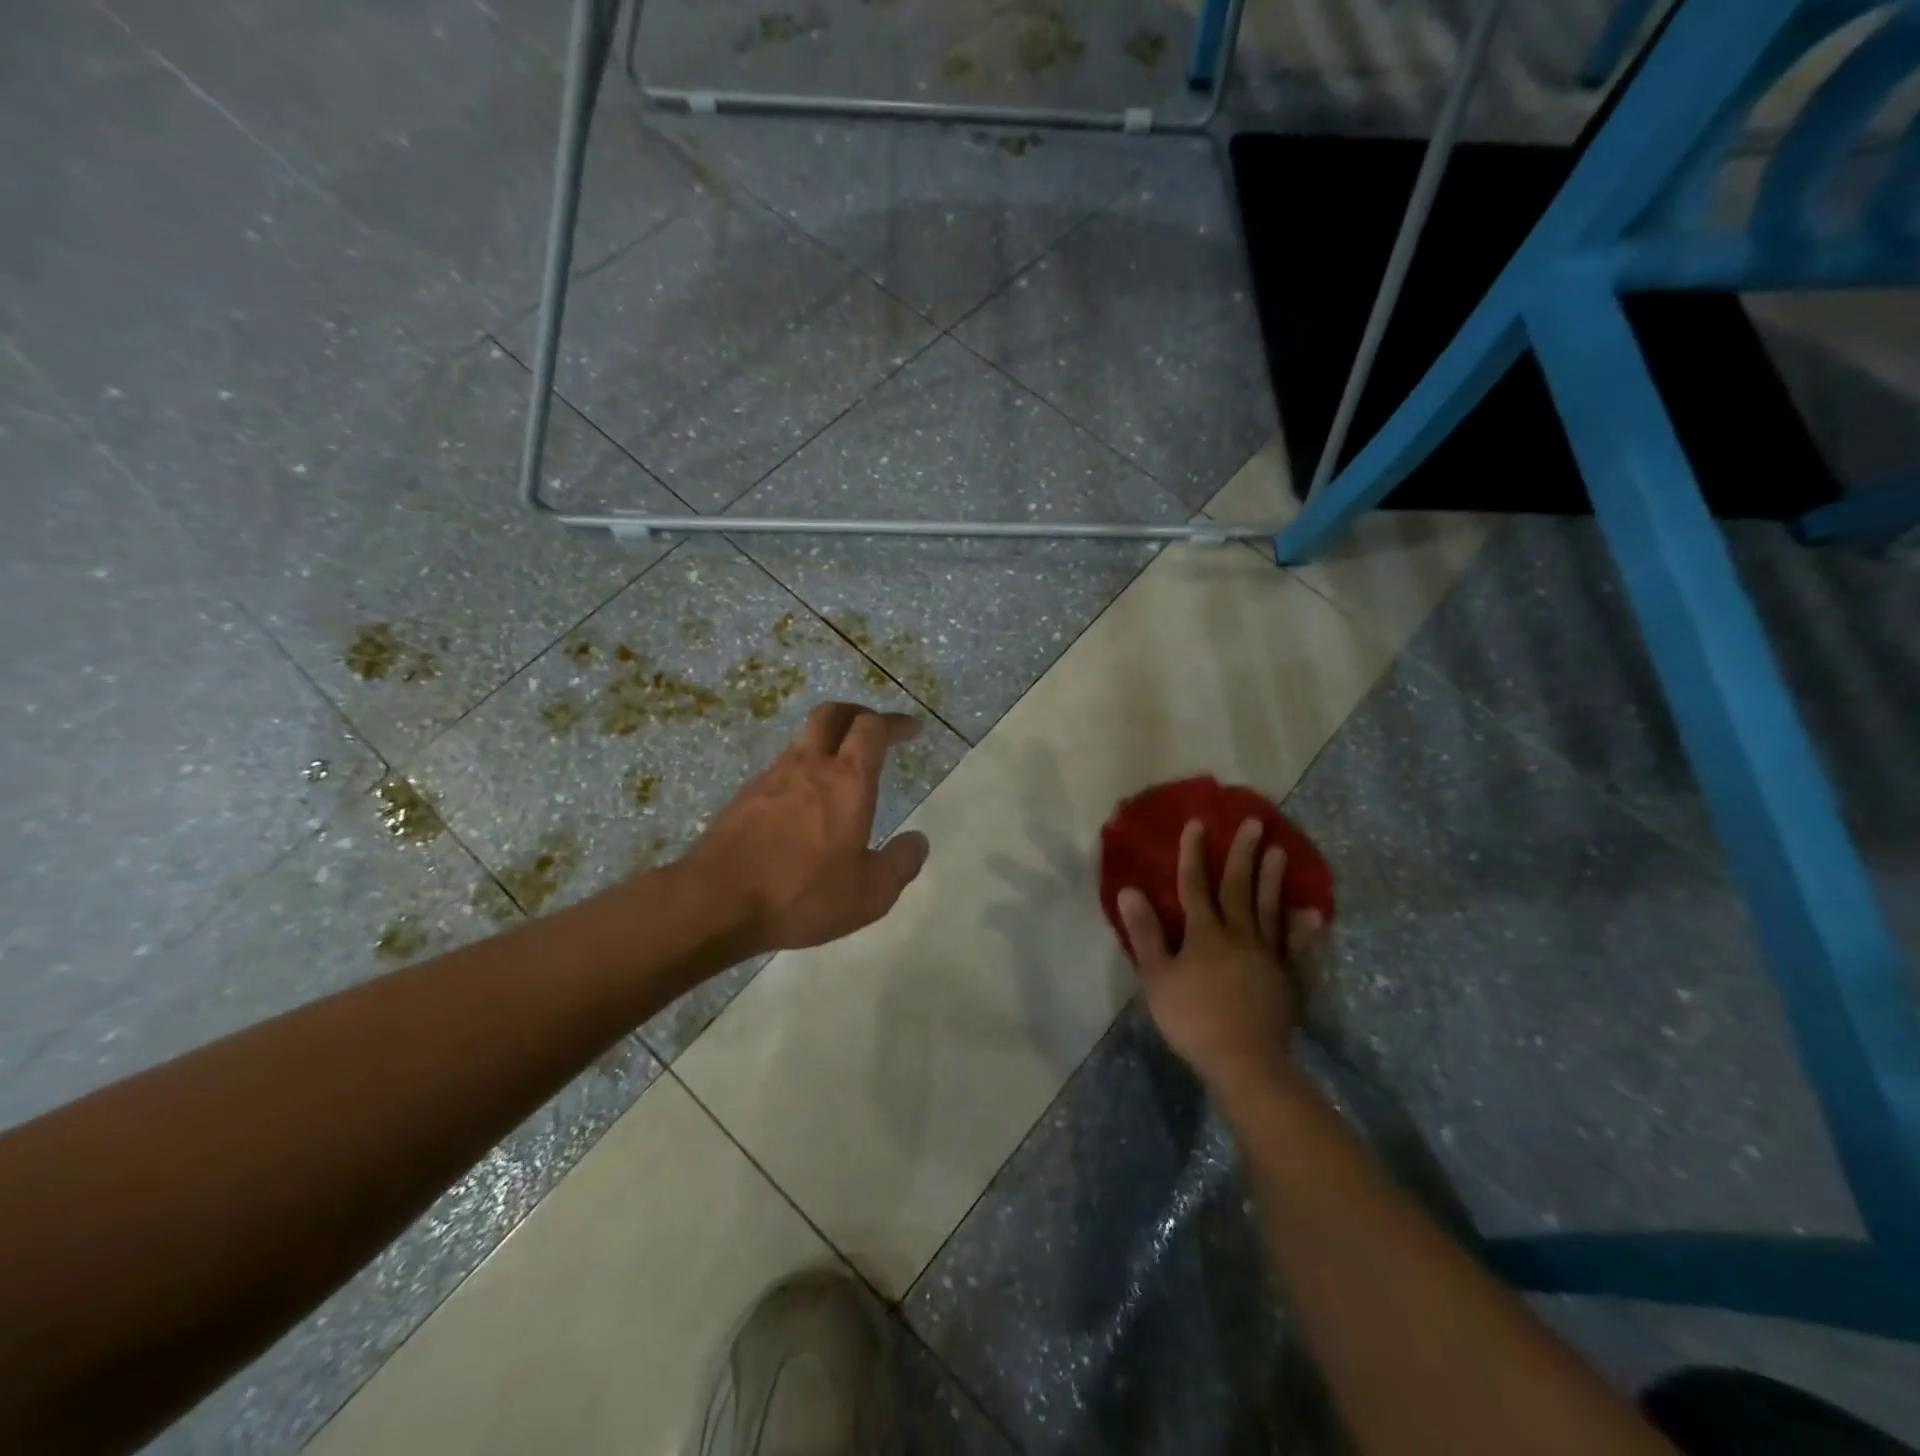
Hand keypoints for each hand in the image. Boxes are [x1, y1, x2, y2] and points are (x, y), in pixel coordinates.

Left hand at [680, 702, 930, 954]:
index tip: (911, 729)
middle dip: (858, 713)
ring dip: (827, 742)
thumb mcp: (870, 893)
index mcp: (846, 781)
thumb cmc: (802, 894)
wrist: (715, 902)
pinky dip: (802, 771)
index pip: (872, 729)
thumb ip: (901, 863)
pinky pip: (781, 770)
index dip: (895, 722)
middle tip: (874, 728)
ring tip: (841, 770)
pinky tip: (803, 805)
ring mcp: (771, 778)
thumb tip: (918, 840)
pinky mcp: (744, 798)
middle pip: (832, 714)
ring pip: (803, 741)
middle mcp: (808, 767)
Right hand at [1117, 817, 1322, 1097]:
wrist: (1244, 1061)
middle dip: (1243, 853)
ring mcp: (1267, 954)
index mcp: (1204, 933)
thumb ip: (1145, 933)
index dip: (1194, 853)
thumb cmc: (1192, 1019)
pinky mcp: (1286, 977)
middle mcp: (1238, 934)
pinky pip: (1296, 945)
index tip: (1197, 824)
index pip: (1195, 885)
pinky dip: (1303, 927)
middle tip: (1254, 822)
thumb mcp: (1156, 977)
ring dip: (1273, 878)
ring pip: (1269, 908)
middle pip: (1239, 887)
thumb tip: (1130, 890)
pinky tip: (1312, 912)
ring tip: (1280, 850)